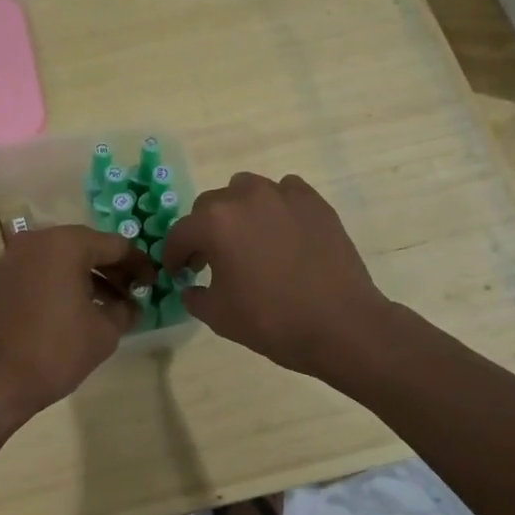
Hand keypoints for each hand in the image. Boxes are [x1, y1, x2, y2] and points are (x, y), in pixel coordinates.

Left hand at [0, 224, 155, 423]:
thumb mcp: (104, 332)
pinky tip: (81, 308)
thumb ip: (125, 309)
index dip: (139, 265)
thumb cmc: (55, 351)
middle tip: (134, 294)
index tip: (153, 285)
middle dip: (114, 269)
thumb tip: (131, 304)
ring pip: (65, 257)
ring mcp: (16, 256)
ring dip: (90, 276)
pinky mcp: (4, 276)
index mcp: (66, 244)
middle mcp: (39, 240)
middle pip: (88, 246)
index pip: (116, 245)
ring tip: (112, 305)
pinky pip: (44, 269)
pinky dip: (65, 281)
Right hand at [160, 172, 390, 379]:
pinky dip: (276, 206)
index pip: (180, 233)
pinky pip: (284, 192)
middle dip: (204, 231)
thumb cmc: (271, 321)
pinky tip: (282, 231)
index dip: (174, 255)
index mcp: (215, 223)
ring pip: (246, 190)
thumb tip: (192, 287)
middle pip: (210, 206)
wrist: (340, 325)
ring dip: (238, 211)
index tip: (178, 271)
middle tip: (211, 259)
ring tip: (248, 239)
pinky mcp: (314, 202)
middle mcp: (245, 197)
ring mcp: (283, 195)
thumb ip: (195, 296)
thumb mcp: (218, 316)